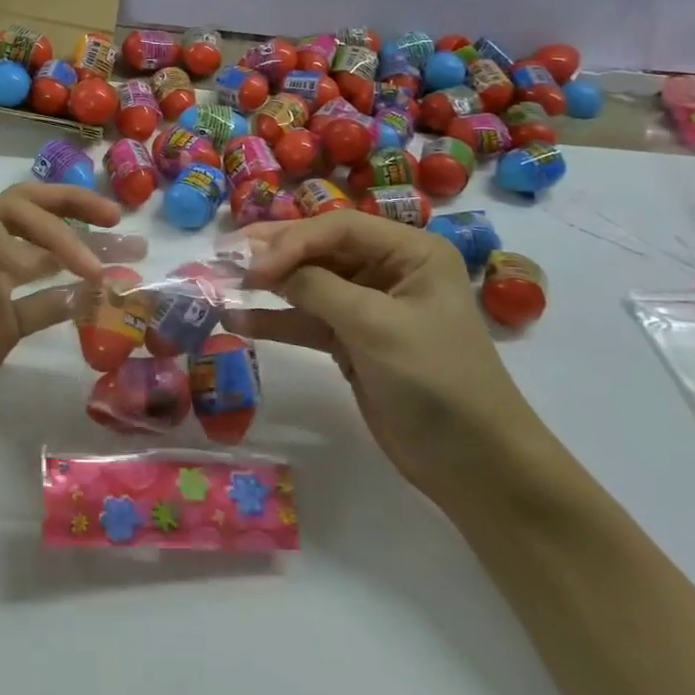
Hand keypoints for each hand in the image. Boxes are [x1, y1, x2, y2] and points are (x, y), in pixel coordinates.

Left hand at [0, 183, 145, 478]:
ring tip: (128, 257)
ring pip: (43, 262)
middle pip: (31, 219)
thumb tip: (32, 249)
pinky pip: (43, 306)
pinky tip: (100, 301)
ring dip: (81, 256)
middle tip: (118, 220)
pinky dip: (71, 301)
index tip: (84, 263)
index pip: (15, 210)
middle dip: (74, 214)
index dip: (55, 227)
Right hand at [239, 213, 541, 501]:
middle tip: (223, 254)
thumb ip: (318, 289)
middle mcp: (388, 270)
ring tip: (220, 283)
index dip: (292, 240)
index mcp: (410, 252)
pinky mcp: (353, 341)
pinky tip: (237, 321)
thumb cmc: (436, 381)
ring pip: (308, 284)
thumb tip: (263, 266)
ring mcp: (368, 307)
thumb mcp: (377, 326)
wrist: (474, 466)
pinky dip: (275, 321)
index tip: (253, 267)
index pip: (339, 227)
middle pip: (320, 250)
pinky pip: (307, 320)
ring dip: (268, 287)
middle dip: (273, 254)